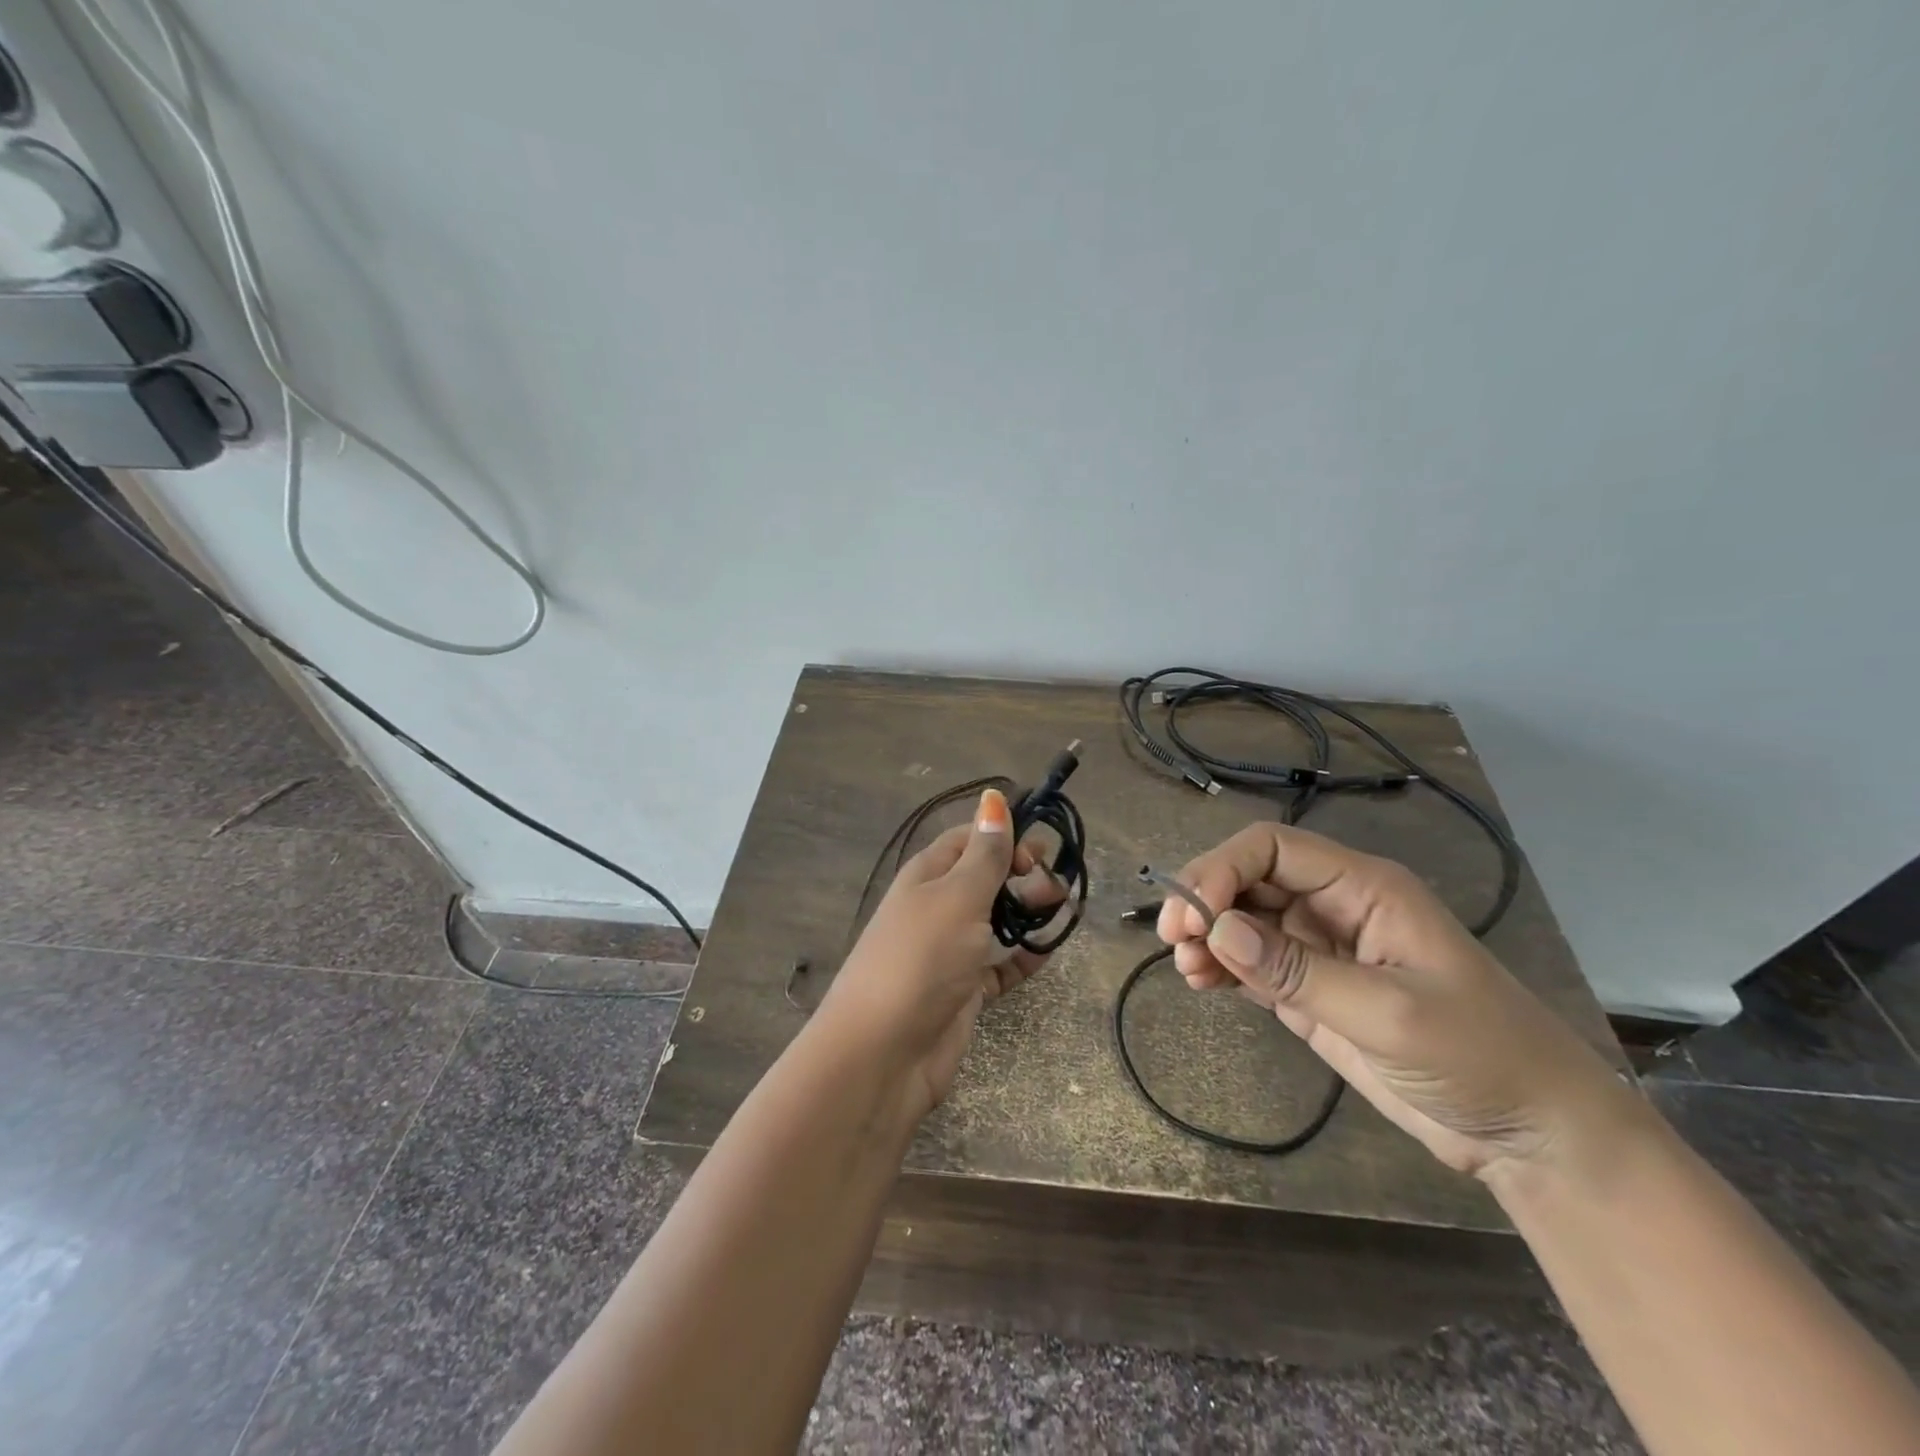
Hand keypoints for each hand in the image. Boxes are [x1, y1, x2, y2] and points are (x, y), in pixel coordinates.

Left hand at [822, 789, 1062, 1119]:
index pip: (969, 839)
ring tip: (1063, 911)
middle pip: (986, 878)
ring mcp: (950, 950)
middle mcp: (937, 907)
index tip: (1038, 851)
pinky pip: (1000, 964)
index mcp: (928, 875)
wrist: (882, 1054)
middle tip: (1056, 886)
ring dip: (1029, 912)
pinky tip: (1048, 951)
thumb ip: (984, 853)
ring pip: (997, 919)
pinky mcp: (964, 990)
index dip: (1003, 836)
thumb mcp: (957, 897)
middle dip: (1023, 874)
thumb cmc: (920, 959)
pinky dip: (1024, 956)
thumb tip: (993, 797)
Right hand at [1157, 822, 1633, 1176]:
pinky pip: (1251, 961)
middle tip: (1174, 939)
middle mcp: (1333, 906)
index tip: (1192, 914)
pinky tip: (1201, 983)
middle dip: (1205, 899)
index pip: (1272, 848)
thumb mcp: (1390, 1014)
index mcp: (1362, 887)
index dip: (1223, 868)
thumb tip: (1215, 930)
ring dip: (1206, 934)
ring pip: (1242, 918)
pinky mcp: (1310, 989)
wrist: (1531, 1135)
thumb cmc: (1480, 1057)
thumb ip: (1298, 971)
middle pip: (1249, 877)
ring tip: (1187, 968)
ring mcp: (1320, 948)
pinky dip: (1220, 965)